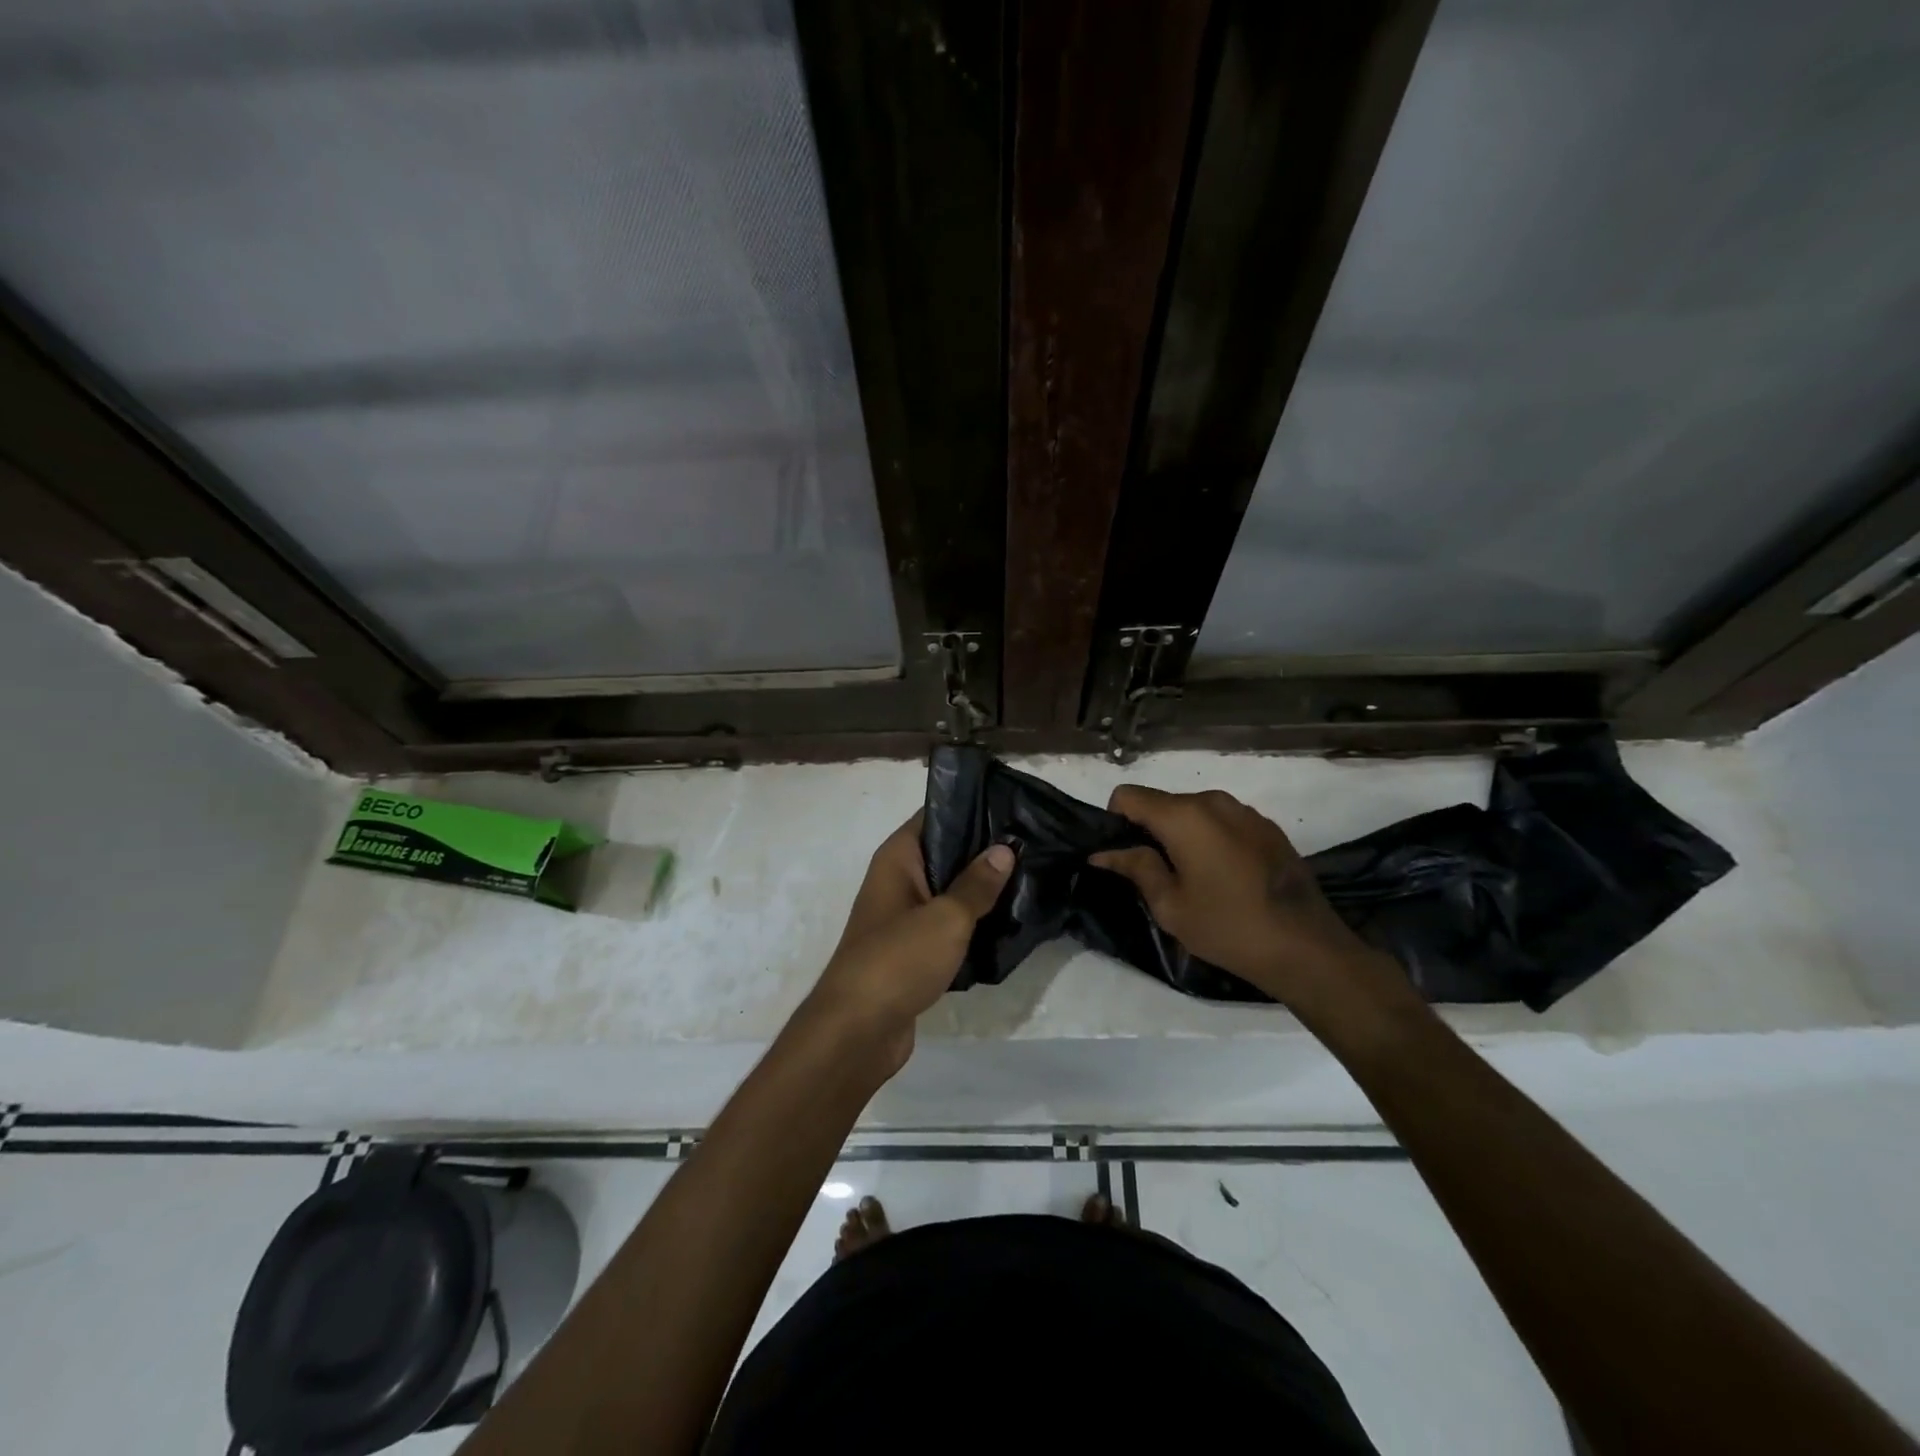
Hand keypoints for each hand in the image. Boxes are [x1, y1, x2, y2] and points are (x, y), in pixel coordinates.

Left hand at [800, 815, 1014, 1075]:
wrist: (858, 1031)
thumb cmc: (898, 960)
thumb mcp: (946, 918)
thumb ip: (976, 884)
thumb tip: (1003, 850)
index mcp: (897, 859)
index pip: (935, 816)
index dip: (971, 808)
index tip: (1013, 807)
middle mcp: (897, 881)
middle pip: (945, 854)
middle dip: (984, 852)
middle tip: (1032, 845)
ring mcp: (903, 917)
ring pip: (948, 892)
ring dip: (980, 892)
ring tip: (1030, 880)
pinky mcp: (912, 951)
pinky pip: (946, 926)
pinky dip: (971, 924)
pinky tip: (1007, 923)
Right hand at [1090, 786, 1407, 1017]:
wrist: (1307, 947)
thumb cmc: (1228, 927)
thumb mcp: (1170, 905)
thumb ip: (1135, 867)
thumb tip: (1102, 852)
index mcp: (1183, 815)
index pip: (1128, 795)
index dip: (1116, 822)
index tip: (1124, 856)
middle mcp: (1213, 800)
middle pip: (1162, 802)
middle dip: (1150, 831)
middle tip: (1156, 876)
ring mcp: (1245, 811)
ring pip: (1194, 812)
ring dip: (1182, 836)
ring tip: (1194, 879)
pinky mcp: (1267, 827)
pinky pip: (1223, 822)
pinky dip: (1212, 840)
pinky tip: (1226, 878)